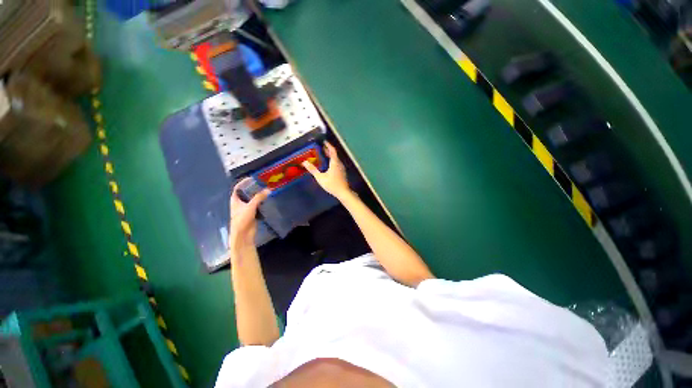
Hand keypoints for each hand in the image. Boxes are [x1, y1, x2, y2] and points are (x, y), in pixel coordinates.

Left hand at [229, 178, 269, 249]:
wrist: (243, 234)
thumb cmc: (242, 219)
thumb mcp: (250, 206)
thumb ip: (259, 198)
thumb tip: (269, 190)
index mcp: (235, 200)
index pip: (238, 187)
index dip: (244, 182)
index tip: (252, 178)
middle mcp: (240, 203)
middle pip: (246, 193)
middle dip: (253, 188)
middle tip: (262, 183)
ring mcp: (246, 208)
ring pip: (252, 199)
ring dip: (258, 195)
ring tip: (266, 190)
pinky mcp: (252, 213)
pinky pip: (257, 205)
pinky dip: (261, 202)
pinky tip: (267, 199)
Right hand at [302, 142, 351, 199]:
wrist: (343, 192)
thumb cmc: (332, 184)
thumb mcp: (320, 177)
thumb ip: (313, 170)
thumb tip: (304, 162)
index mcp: (335, 162)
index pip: (332, 150)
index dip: (328, 145)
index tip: (324, 141)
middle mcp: (339, 163)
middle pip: (334, 154)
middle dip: (328, 150)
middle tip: (322, 147)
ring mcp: (341, 168)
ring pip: (336, 159)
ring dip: (330, 155)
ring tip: (324, 154)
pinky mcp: (342, 172)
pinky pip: (337, 163)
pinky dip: (332, 160)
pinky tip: (328, 164)